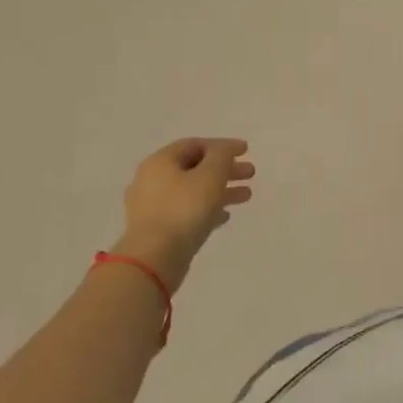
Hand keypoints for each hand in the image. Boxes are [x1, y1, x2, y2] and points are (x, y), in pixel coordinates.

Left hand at [112, 138, 254, 290]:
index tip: (246, 151)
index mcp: (160, 162)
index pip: (194, 144)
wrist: (155, 257)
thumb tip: (226, 148)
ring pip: (192, 191)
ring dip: (220, 190)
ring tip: (246, 196)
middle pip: (194, 168)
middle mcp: (151, 180)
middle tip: (250, 174)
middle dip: (225, 169)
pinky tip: (225, 216)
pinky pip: (186, 212)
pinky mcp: (157, 230)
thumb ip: (222, 155)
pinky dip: (207, 209)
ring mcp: (152, 207)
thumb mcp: (211, 174)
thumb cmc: (185, 209)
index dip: (222, 145)